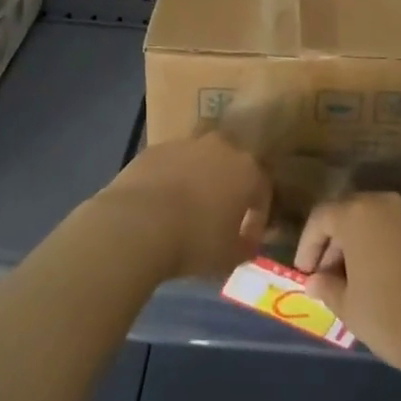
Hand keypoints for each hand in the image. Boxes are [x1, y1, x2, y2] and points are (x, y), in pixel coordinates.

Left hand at [96, 133, 270, 281]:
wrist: (139, 223)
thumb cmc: (195, 240)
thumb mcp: (229, 256)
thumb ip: (245, 245)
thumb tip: (247, 240)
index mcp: (246, 169)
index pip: (262, 189)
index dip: (257, 216)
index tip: (247, 238)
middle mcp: (220, 147)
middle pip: (232, 161)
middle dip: (229, 183)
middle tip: (220, 212)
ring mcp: (186, 143)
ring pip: (200, 156)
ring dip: (199, 175)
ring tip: (188, 205)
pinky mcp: (156, 148)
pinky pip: (171, 162)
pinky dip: (171, 177)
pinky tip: (161, 202)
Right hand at [295, 194, 400, 388]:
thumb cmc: (395, 318)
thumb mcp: (350, 309)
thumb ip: (327, 288)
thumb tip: (316, 280)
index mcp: (357, 214)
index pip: (320, 218)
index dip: (308, 246)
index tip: (305, 275)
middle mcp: (384, 203)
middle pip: (348, 215)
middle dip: (333, 245)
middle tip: (327, 280)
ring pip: (374, 223)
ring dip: (359, 247)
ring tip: (355, 285)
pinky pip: (396, 233)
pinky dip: (383, 250)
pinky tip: (384, 283)